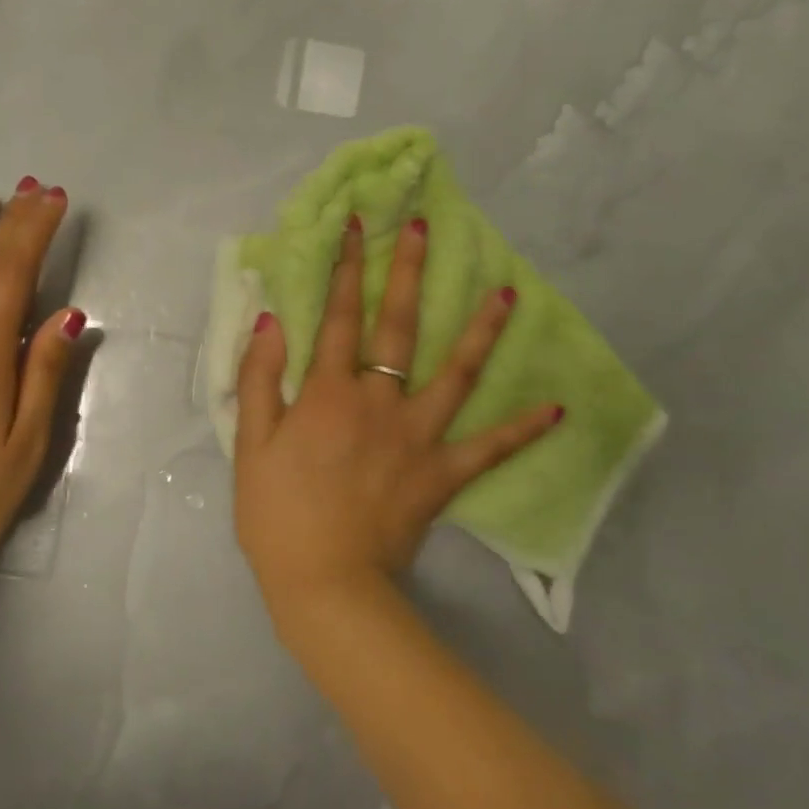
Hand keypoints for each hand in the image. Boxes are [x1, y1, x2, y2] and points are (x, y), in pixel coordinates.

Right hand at [232, 215, 563, 621]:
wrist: (324, 582)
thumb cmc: (277, 514)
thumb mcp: (251, 445)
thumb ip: (260, 380)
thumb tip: (272, 321)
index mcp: (328, 393)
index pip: (338, 316)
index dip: (346, 268)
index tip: (358, 226)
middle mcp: (378, 401)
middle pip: (396, 327)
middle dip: (407, 272)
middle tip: (423, 228)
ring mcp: (417, 436)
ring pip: (454, 373)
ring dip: (479, 330)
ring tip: (508, 293)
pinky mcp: (442, 474)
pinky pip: (489, 447)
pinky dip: (522, 428)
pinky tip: (558, 408)